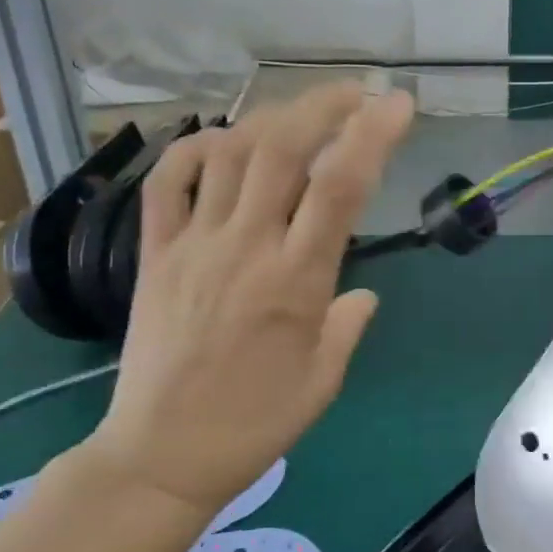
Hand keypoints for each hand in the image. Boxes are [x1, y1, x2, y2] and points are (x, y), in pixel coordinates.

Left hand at [88, 83, 414, 515]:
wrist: (161, 457)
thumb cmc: (255, 423)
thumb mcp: (324, 380)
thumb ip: (348, 325)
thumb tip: (361, 294)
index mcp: (297, 281)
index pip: (341, 187)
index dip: (373, 134)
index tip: (397, 104)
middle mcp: (246, 248)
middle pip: (283, 148)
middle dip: (323, 106)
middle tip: (354, 94)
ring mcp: (194, 245)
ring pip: (229, 154)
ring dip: (269, 118)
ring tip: (300, 114)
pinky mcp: (154, 254)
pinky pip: (166, 183)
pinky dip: (193, 148)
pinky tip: (221, 141)